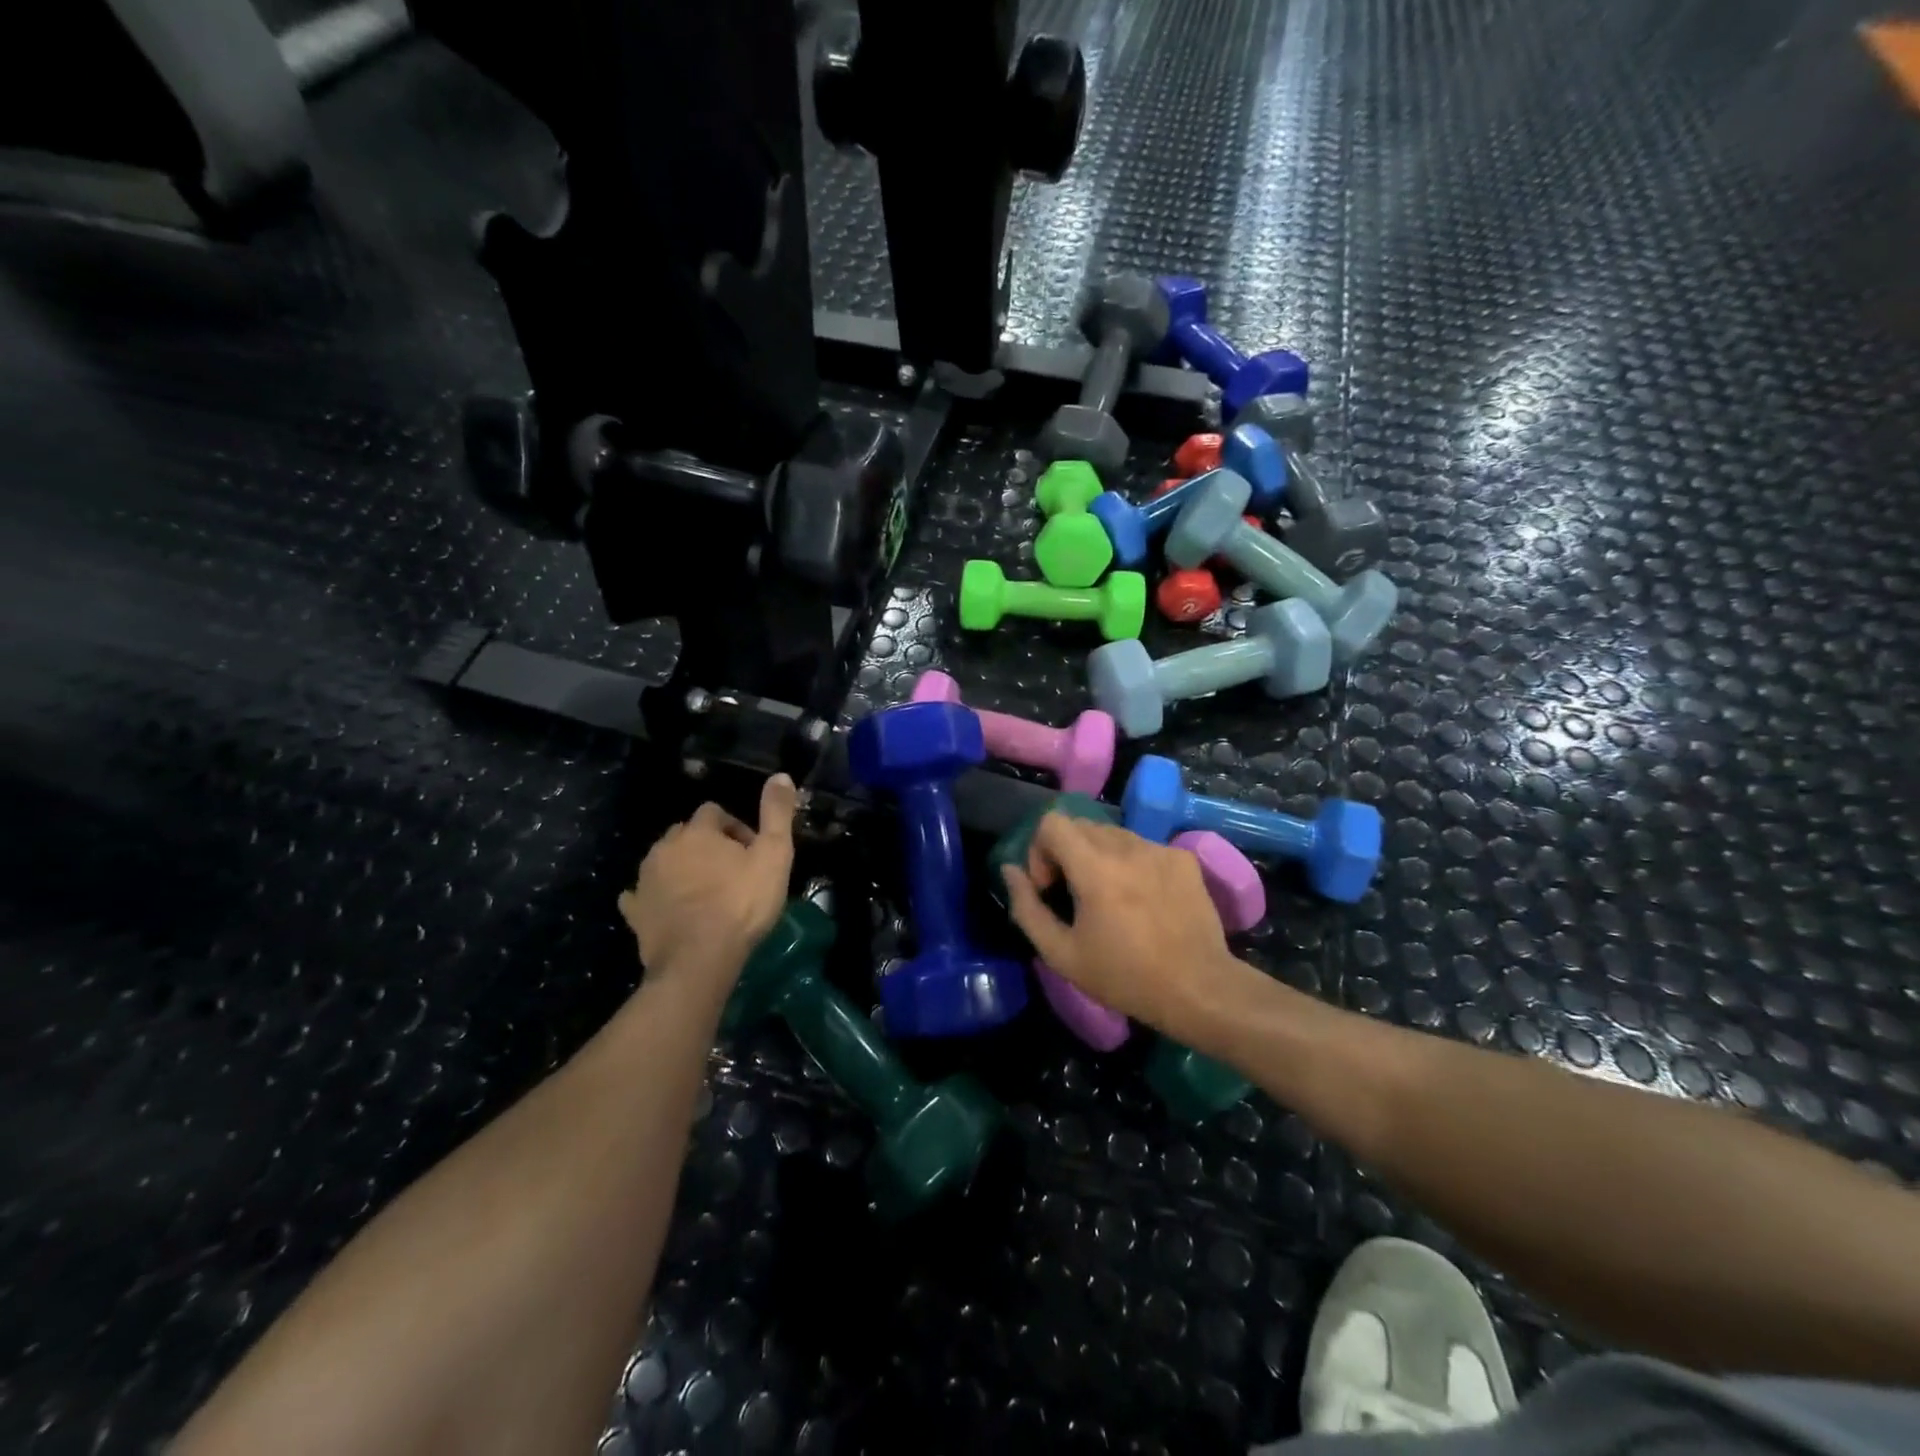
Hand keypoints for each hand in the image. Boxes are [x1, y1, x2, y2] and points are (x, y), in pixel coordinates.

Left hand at [619, 774, 799, 991]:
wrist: (699, 959)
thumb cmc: (742, 903)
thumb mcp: (774, 855)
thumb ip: (777, 813)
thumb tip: (781, 775)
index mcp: (698, 831)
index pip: (714, 811)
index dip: (735, 827)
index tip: (751, 851)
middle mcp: (665, 847)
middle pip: (685, 833)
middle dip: (706, 845)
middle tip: (731, 871)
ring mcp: (645, 879)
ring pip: (663, 860)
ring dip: (682, 868)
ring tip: (706, 892)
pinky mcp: (635, 911)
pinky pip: (639, 895)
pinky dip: (652, 896)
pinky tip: (665, 907)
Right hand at [1001, 812, 1239, 1038]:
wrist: (1198, 989)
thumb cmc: (1124, 977)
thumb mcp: (1061, 954)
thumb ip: (1027, 908)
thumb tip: (1010, 871)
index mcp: (1094, 866)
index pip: (1052, 822)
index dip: (1041, 850)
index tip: (1051, 887)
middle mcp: (1127, 846)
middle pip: (1081, 825)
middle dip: (1067, 853)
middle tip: (1075, 895)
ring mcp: (1159, 849)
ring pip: (1113, 834)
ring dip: (1099, 857)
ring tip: (1111, 898)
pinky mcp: (1184, 859)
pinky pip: (1144, 847)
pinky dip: (1132, 864)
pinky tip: (1143, 900)